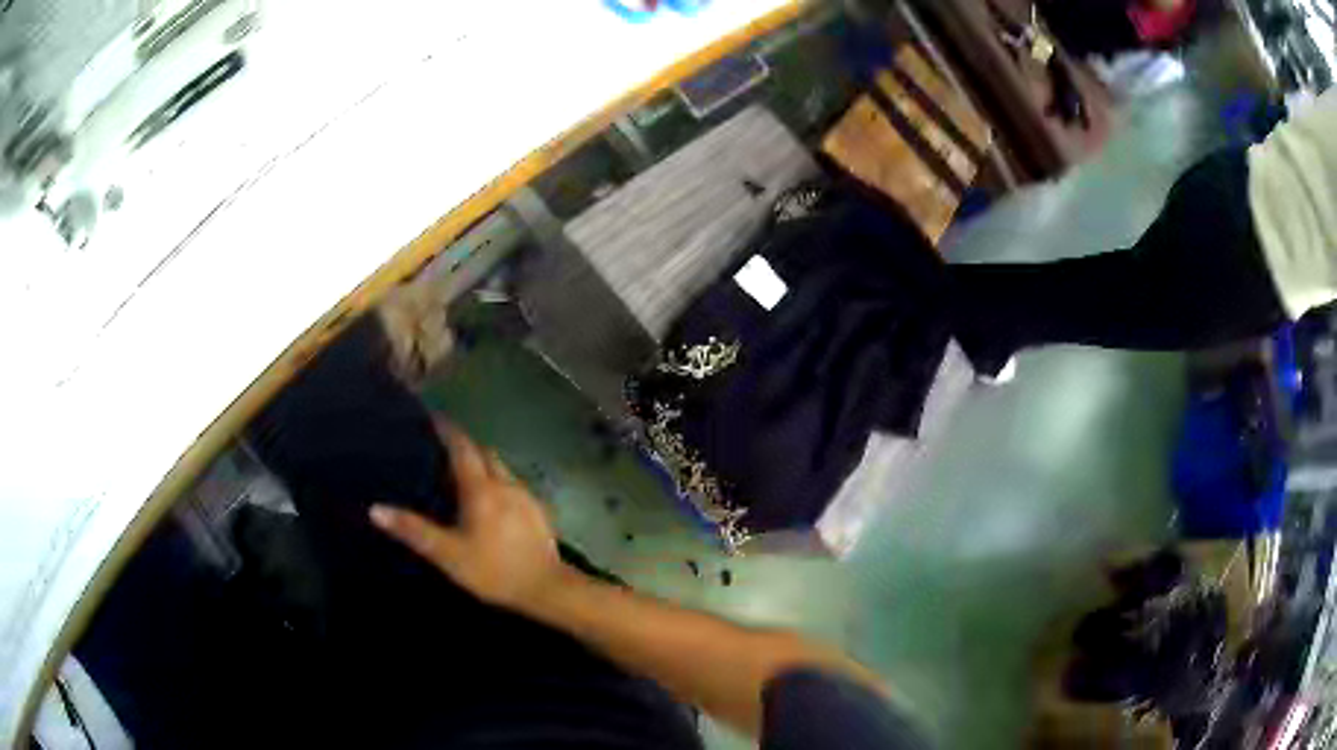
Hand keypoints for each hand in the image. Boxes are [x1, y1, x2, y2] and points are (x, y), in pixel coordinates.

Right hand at [369, 420, 567, 613]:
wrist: (547, 589)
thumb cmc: (494, 571)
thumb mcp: (448, 554)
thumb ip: (413, 531)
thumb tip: (376, 509)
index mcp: (482, 488)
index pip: (462, 447)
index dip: (447, 430)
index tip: (433, 418)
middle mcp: (506, 483)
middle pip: (484, 453)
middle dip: (465, 446)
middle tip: (442, 450)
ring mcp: (527, 496)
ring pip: (501, 468)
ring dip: (482, 465)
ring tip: (462, 476)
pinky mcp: (539, 511)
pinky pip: (513, 485)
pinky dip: (497, 483)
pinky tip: (491, 502)